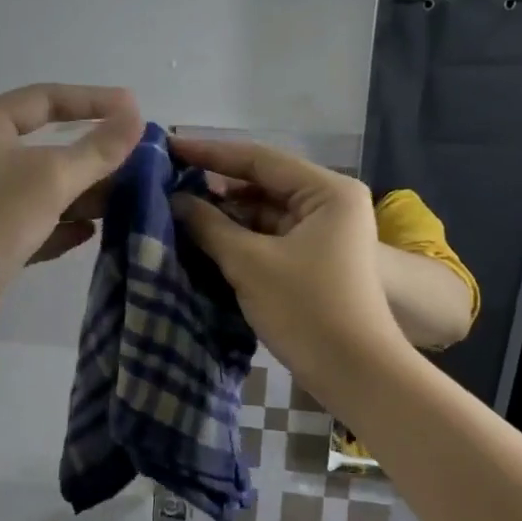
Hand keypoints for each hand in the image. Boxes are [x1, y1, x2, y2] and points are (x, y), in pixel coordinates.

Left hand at [0, 84, 143, 336]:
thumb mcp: (50, 179)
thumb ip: (97, 149)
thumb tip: (136, 117)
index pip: (45, 98)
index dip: (92, 100)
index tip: (134, 109)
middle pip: (47, 145)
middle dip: (92, 155)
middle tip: (136, 162)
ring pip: (43, 187)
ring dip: (82, 193)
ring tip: (125, 200)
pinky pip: (34, 222)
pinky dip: (62, 224)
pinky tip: (91, 233)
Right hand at [169, 137, 405, 386]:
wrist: (355, 373)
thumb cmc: (307, 309)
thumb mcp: (250, 262)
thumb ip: (208, 225)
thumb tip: (175, 200)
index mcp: (327, 191)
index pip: (260, 159)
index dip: (210, 152)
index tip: (167, 147)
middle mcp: (329, 202)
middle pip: (263, 182)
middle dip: (216, 185)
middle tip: (166, 181)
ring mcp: (323, 232)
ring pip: (264, 211)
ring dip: (225, 213)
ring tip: (176, 209)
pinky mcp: (314, 258)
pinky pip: (269, 235)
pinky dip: (239, 236)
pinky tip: (202, 238)